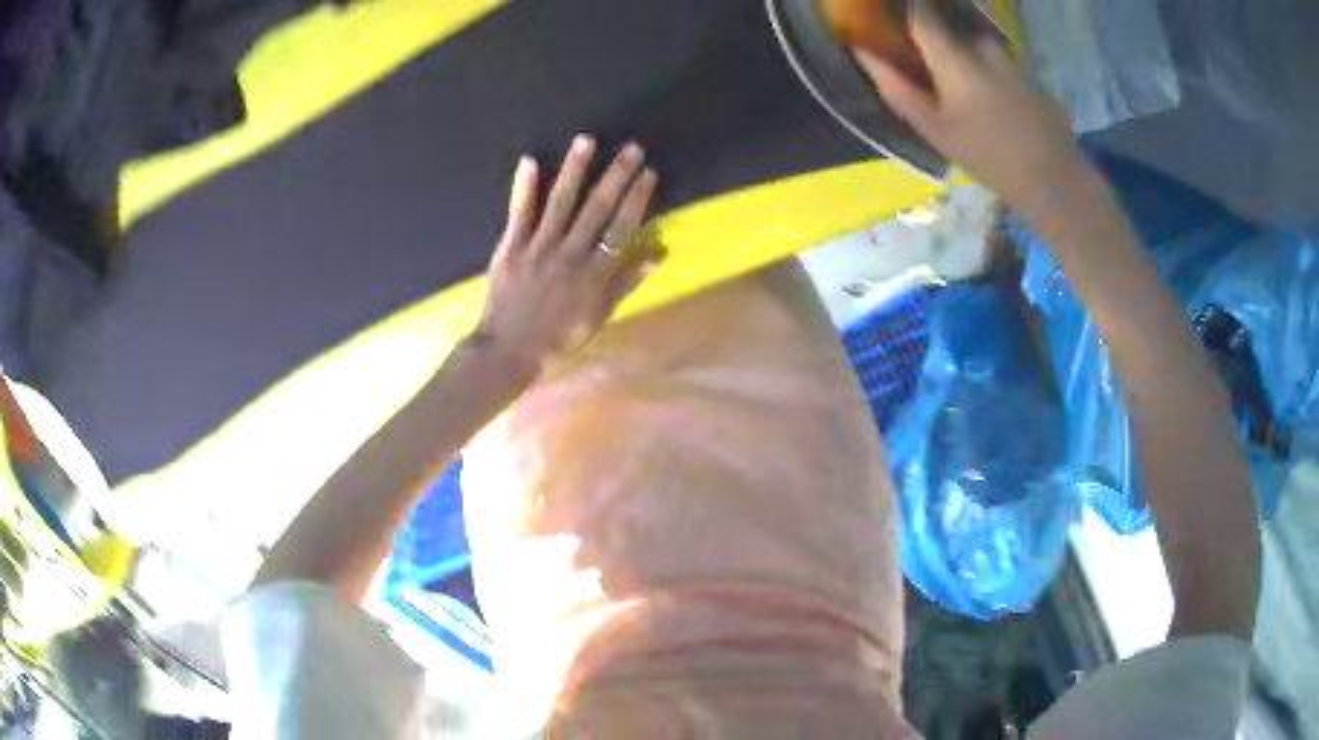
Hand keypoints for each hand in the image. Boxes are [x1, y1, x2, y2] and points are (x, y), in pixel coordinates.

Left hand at [477, 136, 660, 372]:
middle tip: (630, 147)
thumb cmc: (557, 340)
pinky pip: (519, 214)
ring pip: (560, 203)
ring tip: (585, 141)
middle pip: (596, 209)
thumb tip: (655, 256)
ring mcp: (538, 248)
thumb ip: (624, 285)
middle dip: (615, 176)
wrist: (508, 352)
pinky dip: (524, 188)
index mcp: (593, 274)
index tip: (648, 173)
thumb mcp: (598, 319)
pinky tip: (529, 161)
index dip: (636, 199)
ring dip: (574, 170)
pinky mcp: (511, 248)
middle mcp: (569, 254)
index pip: (621, 229)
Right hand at [853, 2, 1086, 211]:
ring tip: (964, 87)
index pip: (919, 12)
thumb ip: (897, 87)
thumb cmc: (988, 157)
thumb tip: (862, 53)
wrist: (1054, 178)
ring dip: (963, 51)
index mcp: (954, 56)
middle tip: (929, 65)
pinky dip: (986, 66)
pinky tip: (993, 97)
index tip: (895, 27)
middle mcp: (981, 44)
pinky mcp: (1028, 69)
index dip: (903, 13)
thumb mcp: (935, 130)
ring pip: (974, 39)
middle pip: (948, 24)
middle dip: (936, 37)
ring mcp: (1009, 54)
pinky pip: (996, 55)